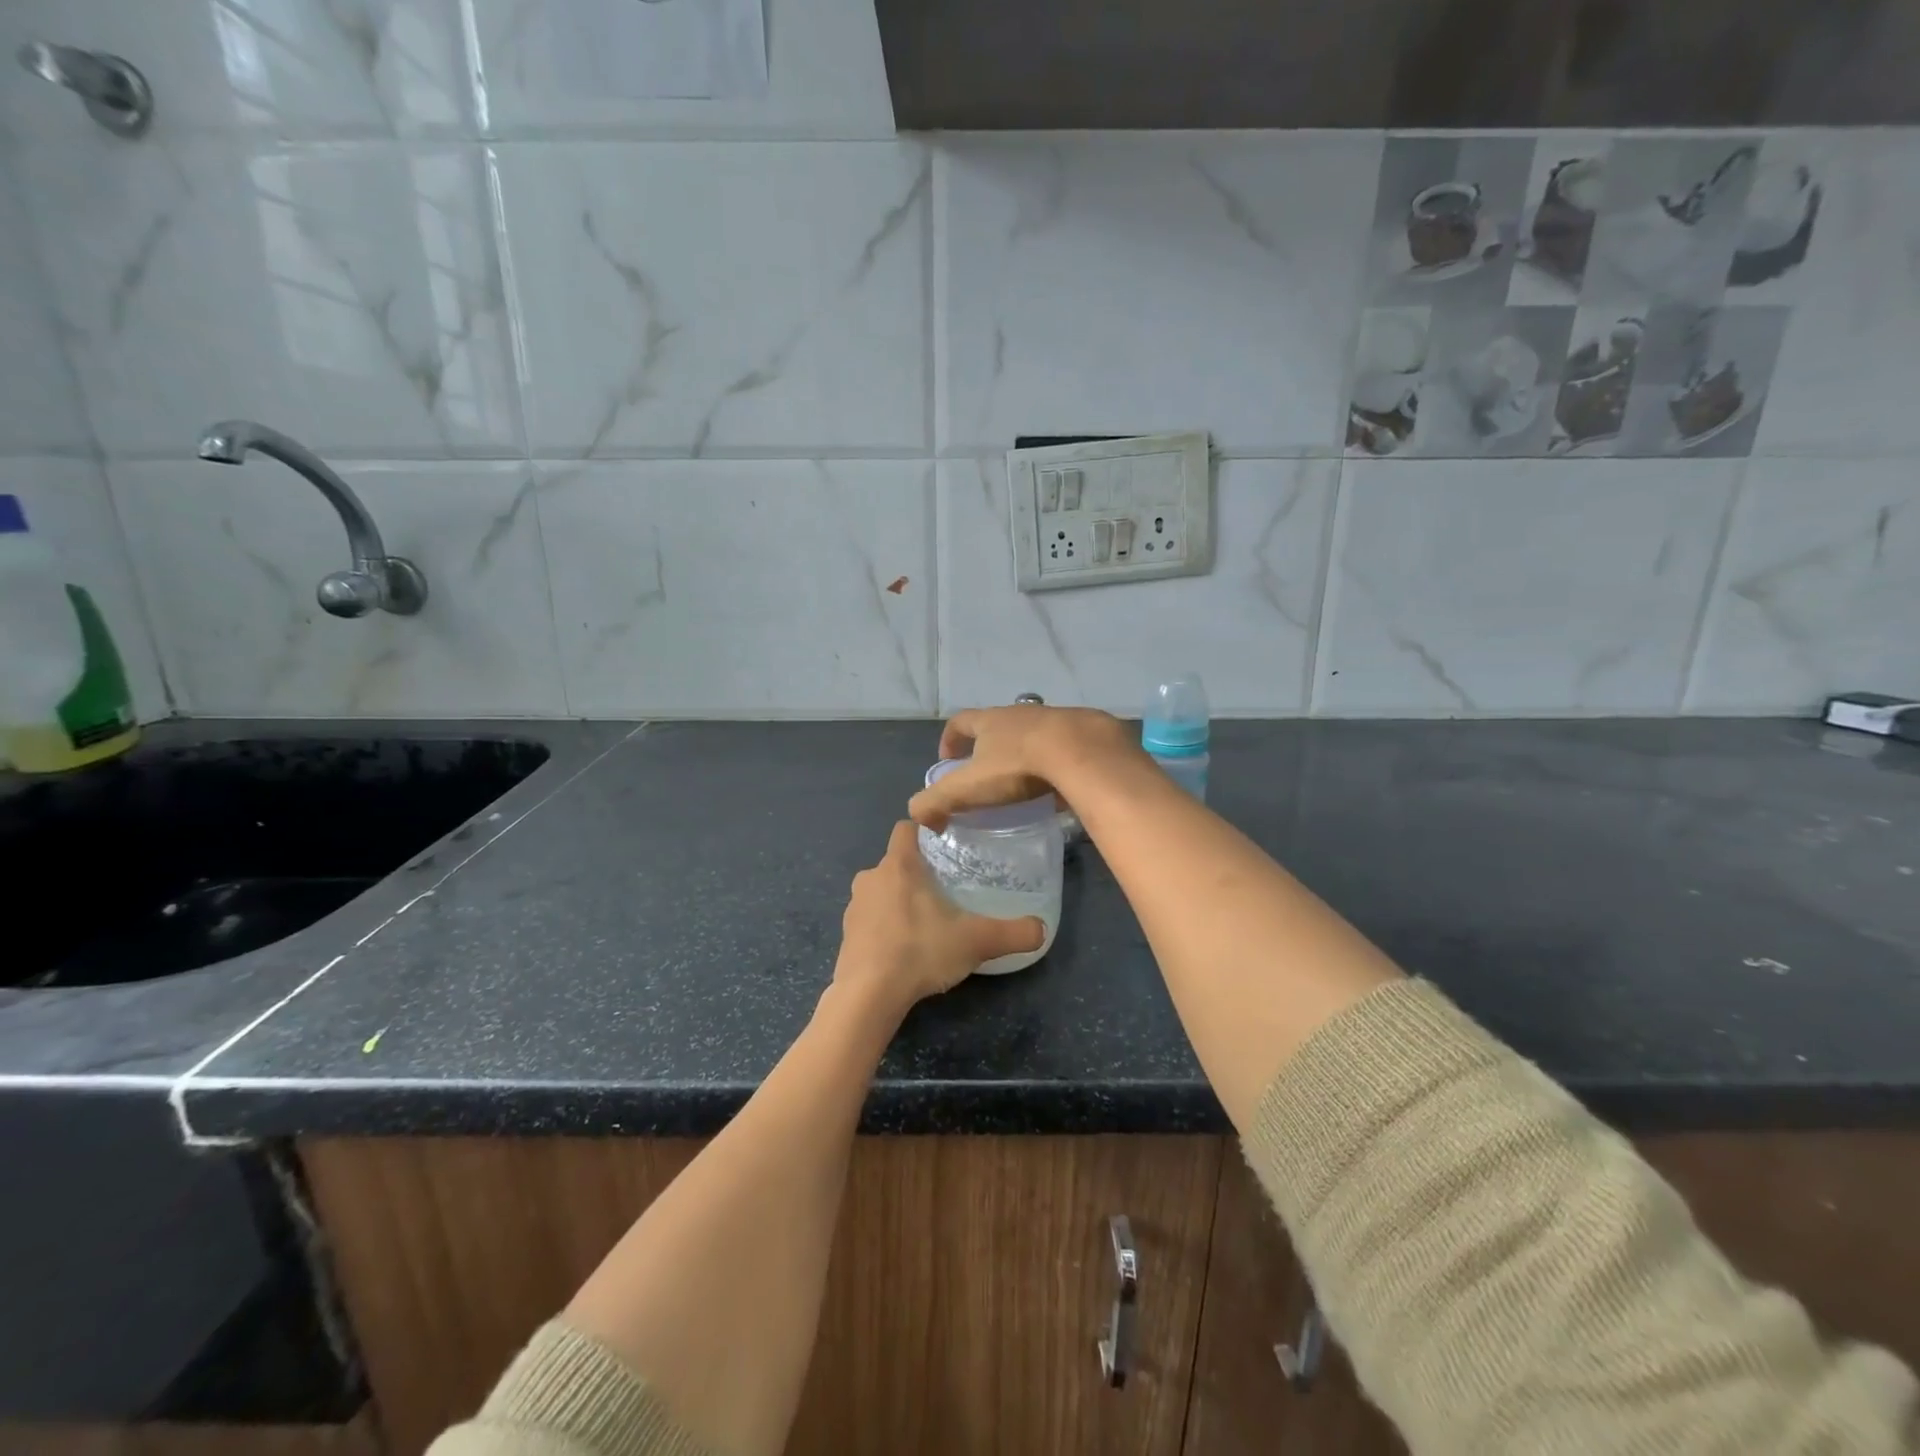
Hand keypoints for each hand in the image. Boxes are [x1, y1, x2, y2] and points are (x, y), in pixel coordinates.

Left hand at [836, 822, 1045, 1014]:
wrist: (868, 995)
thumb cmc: (920, 951)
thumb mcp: (975, 941)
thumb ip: (1012, 933)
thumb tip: (1042, 930)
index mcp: (899, 865)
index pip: (906, 828)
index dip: (924, 831)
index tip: (945, 845)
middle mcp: (871, 877)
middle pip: (895, 862)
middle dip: (917, 872)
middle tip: (945, 890)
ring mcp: (854, 907)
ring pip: (880, 891)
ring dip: (898, 900)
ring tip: (925, 922)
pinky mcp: (845, 935)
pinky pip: (869, 919)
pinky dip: (884, 927)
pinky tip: (903, 949)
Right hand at [908, 705, 1140, 831]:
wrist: (1083, 752)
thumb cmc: (1018, 766)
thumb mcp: (968, 787)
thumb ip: (936, 801)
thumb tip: (918, 816)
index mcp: (990, 721)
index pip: (959, 722)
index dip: (949, 739)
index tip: (947, 760)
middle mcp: (1021, 713)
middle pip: (998, 725)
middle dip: (989, 747)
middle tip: (988, 776)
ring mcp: (1056, 719)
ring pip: (1034, 734)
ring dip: (1026, 753)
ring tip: (1026, 782)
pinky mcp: (1086, 733)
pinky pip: (1065, 747)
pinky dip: (1058, 763)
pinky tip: (1061, 785)